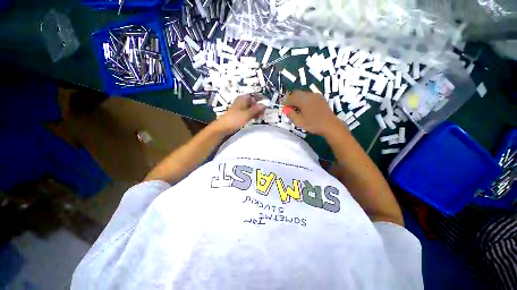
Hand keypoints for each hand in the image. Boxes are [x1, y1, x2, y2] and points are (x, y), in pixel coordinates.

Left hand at [214, 95, 264, 133]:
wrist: (223, 127)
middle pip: (252, 103)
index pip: (253, 97)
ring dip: (255, 112)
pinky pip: (247, 114)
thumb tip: (264, 104)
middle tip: (264, 113)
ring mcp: (240, 109)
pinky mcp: (239, 116)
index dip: (259, 101)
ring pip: (250, 109)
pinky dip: (252, 115)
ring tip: (261, 116)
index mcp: (242, 99)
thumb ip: (256, 109)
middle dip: (258, 107)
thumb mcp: (247, 114)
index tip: (264, 107)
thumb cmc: (235, 119)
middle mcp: (241, 103)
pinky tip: (255, 118)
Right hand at [283, 90, 342, 135]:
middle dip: (291, 99)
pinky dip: (304, 100)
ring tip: (297, 109)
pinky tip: (305, 108)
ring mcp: (316, 96)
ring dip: (297, 99)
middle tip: (289, 108)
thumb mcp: (299, 122)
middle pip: (296, 93)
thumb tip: (286, 109)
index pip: (290, 98)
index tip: (284, 108)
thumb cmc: (313, 124)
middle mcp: (309, 95)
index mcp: (303, 100)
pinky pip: (309, 96)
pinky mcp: (320, 98)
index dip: (285, 102)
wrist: (330, 125)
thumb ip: (291, 114)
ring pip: (302, 94)